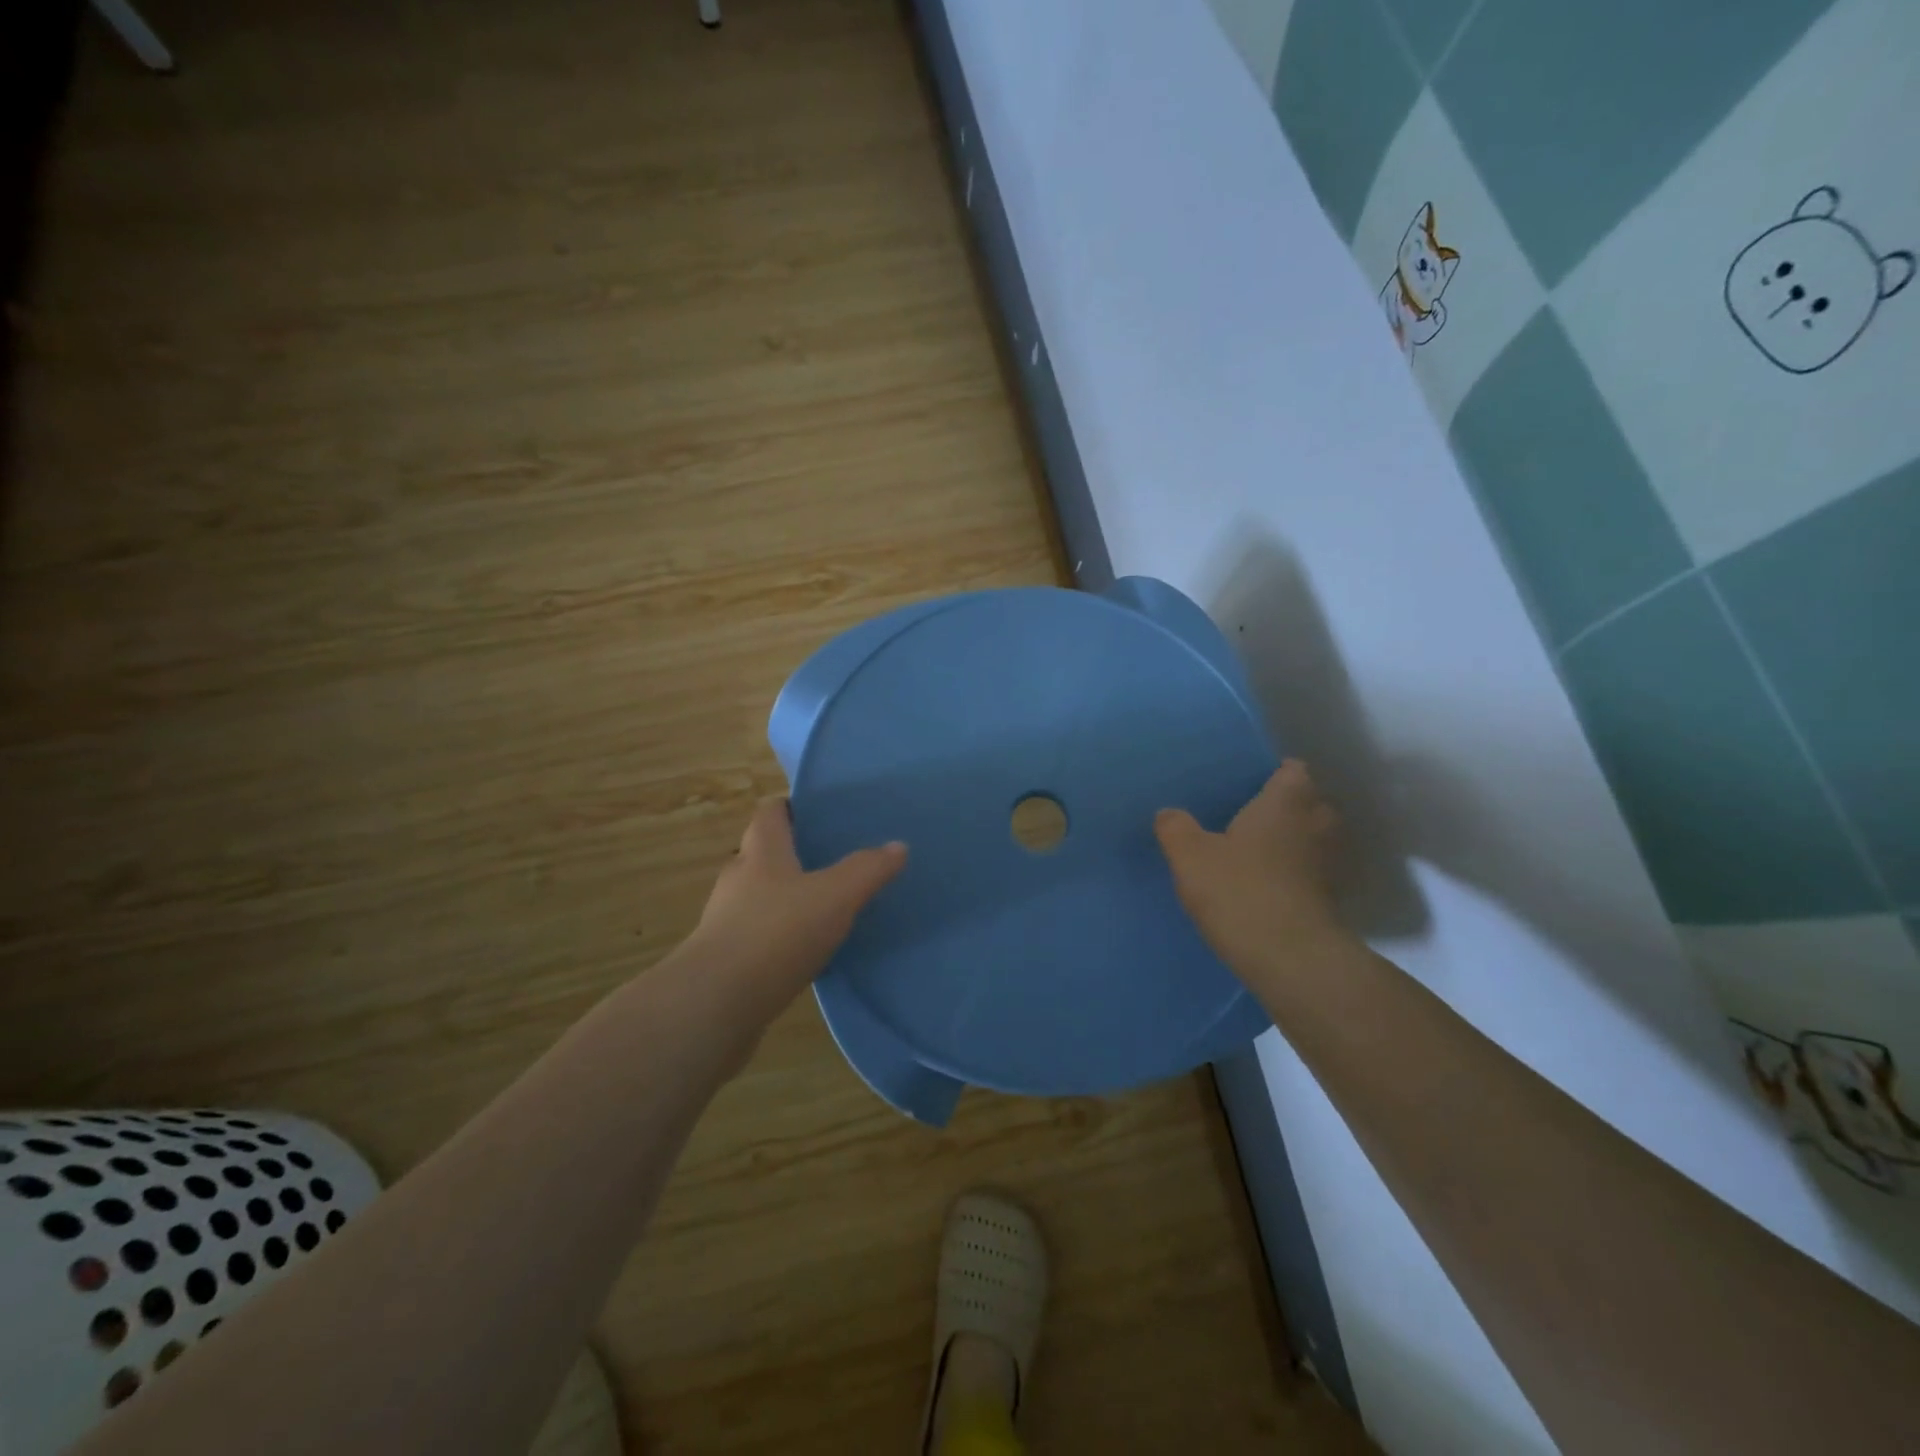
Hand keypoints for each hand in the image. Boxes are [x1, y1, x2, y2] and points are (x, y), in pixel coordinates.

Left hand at [688, 798, 906, 1014]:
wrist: (715, 1004)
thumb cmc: (777, 933)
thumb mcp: (835, 897)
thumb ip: (867, 869)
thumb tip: (898, 845)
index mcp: (761, 852)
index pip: (770, 812)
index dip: (792, 807)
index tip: (818, 813)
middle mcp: (738, 878)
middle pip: (764, 854)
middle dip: (794, 854)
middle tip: (832, 859)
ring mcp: (726, 920)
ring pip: (760, 897)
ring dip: (787, 898)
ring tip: (824, 907)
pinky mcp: (726, 959)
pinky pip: (757, 936)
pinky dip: (779, 936)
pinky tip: (805, 952)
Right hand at [1154, 761, 1349, 986]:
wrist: (1290, 959)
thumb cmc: (1240, 890)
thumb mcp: (1190, 856)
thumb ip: (1176, 828)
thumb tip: (1168, 813)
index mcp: (1287, 802)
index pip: (1293, 770)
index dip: (1275, 773)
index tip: (1250, 783)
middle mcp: (1317, 825)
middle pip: (1310, 803)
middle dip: (1287, 807)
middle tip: (1250, 816)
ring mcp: (1330, 864)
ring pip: (1314, 840)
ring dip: (1294, 843)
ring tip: (1257, 852)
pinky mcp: (1332, 900)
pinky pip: (1312, 874)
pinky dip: (1296, 875)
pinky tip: (1266, 887)